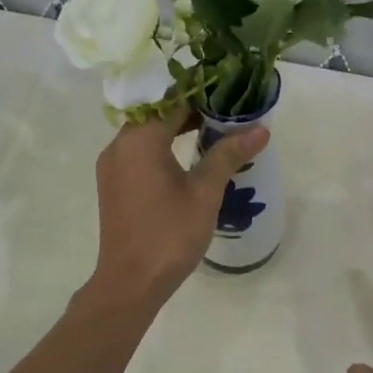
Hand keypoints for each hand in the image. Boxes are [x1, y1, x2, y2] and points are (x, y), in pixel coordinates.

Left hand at [88, 110, 267, 307]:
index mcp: (139, 140)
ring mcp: (112, 165)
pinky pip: (139, 152)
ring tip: (215, 131)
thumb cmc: (169, 235)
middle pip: (157, 113)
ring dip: (177, 128)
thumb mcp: (204, 193)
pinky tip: (188, 157)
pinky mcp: (113, 183)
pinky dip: (163, 146)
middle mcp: (119, 145)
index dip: (202, 92)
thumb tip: (260, 129)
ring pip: (147, 132)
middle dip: (192, 108)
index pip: (172, 99)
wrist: (131, 282)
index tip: (230, 90)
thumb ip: (228, 155)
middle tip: (229, 111)